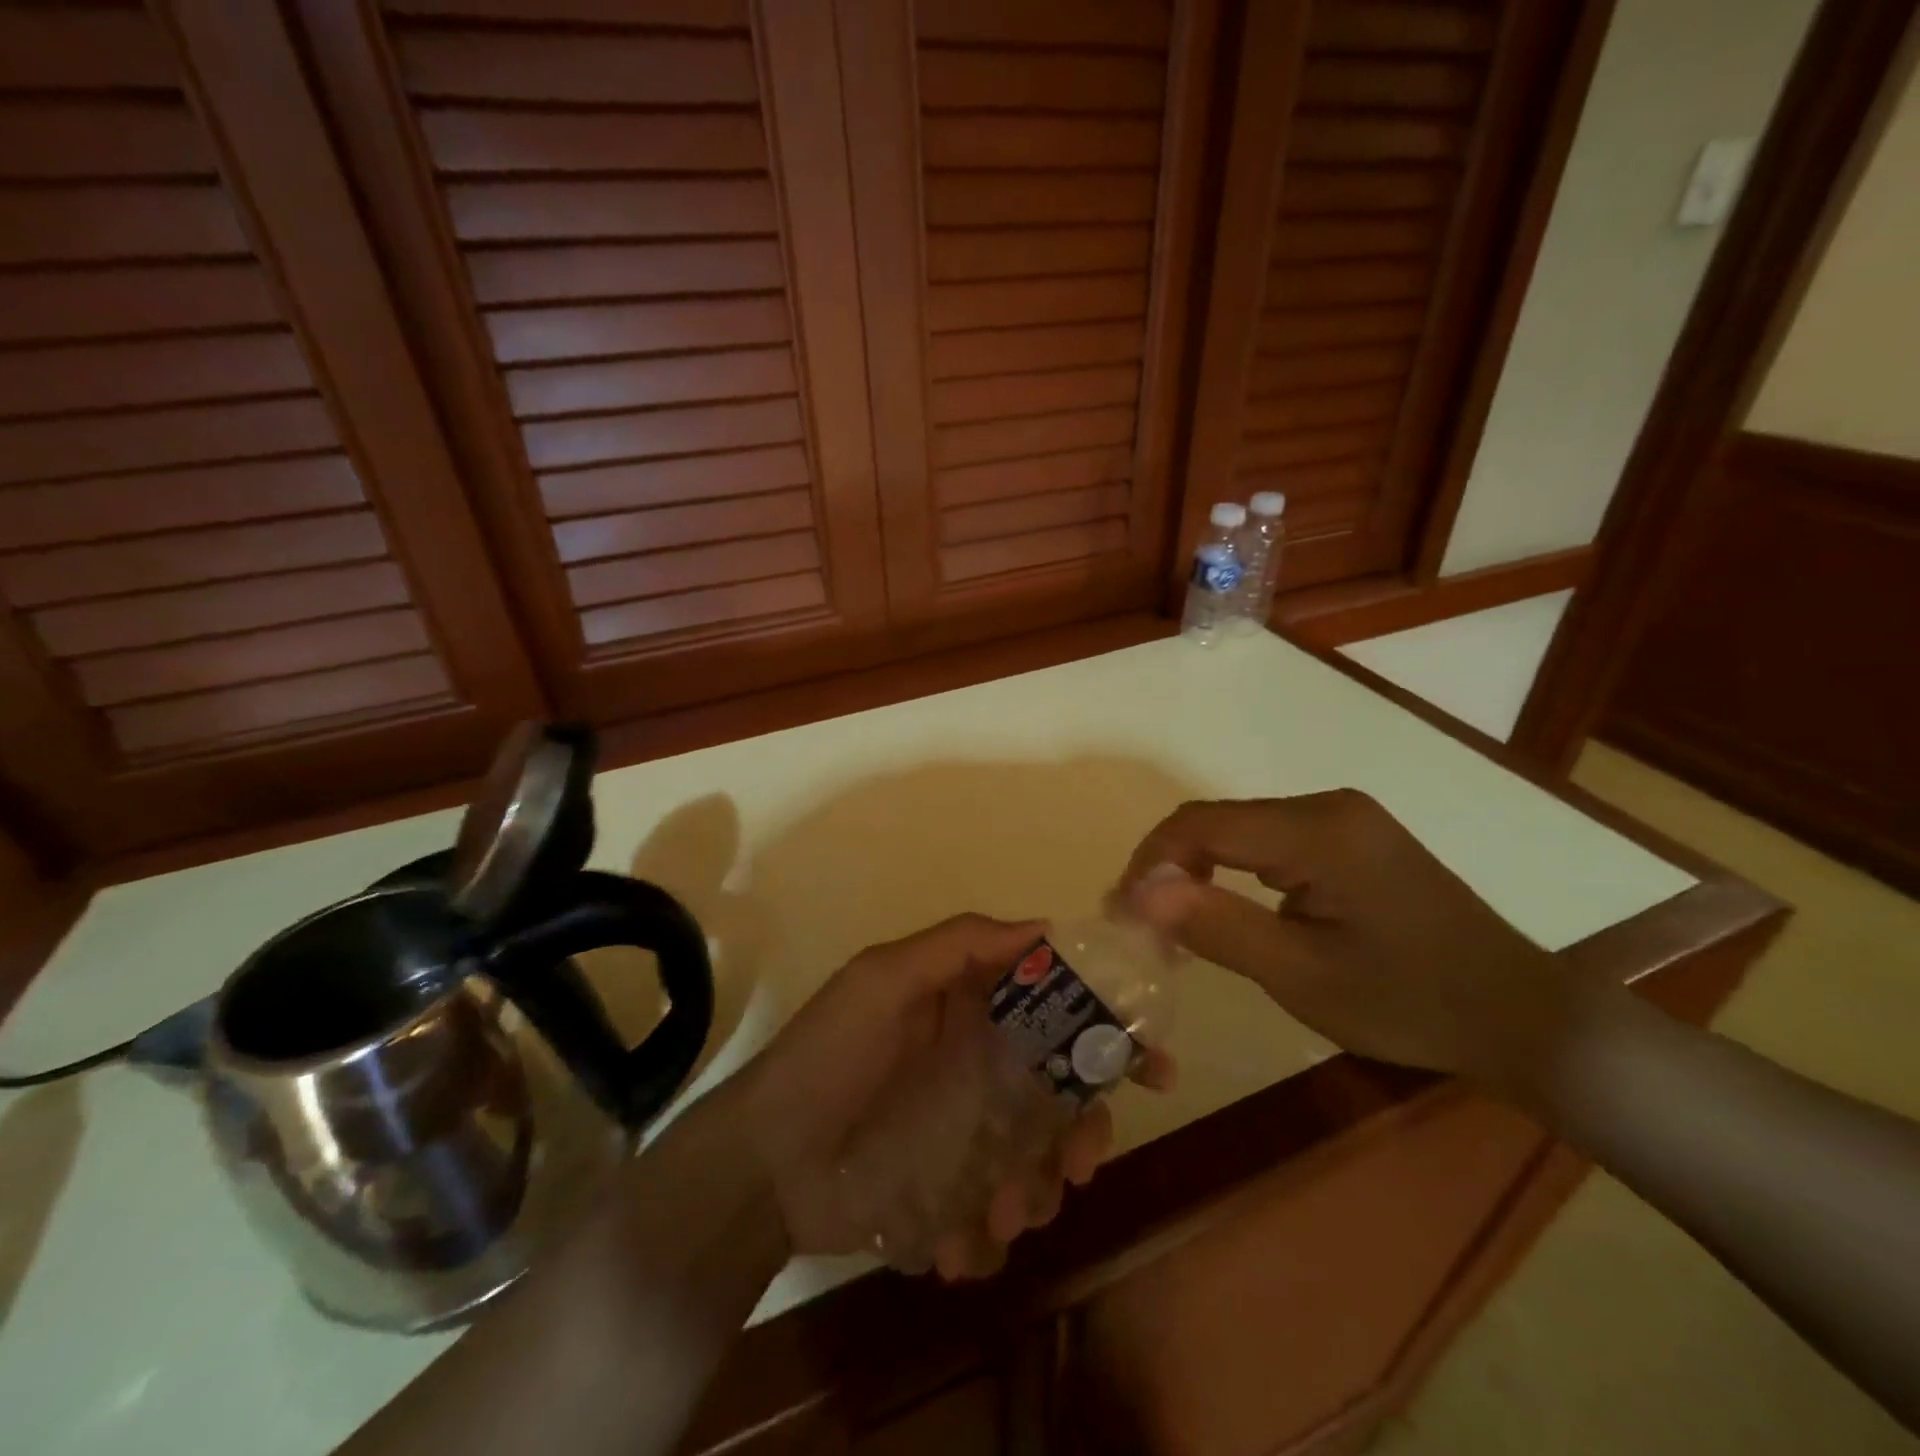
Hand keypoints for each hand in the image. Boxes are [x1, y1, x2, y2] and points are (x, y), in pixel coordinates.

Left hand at [727, 915, 1167, 1280]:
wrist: (762, 1163)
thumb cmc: (828, 1056)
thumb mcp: (884, 980)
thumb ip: (959, 945)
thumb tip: (1047, 925)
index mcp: (973, 1011)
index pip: (1057, 1009)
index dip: (1108, 1033)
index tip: (1151, 1068)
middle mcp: (981, 1067)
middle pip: (1063, 1093)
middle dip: (1084, 1130)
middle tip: (1078, 1164)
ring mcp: (969, 1135)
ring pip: (1040, 1160)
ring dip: (1038, 1191)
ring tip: (1003, 1215)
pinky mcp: (951, 1195)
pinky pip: (996, 1216)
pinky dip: (990, 1235)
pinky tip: (958, 1245)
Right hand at [1119, 791, 1583, 1093]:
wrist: (1522, 1016)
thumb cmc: (1411, 1003)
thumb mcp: (1302, 976)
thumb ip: (1217, 926)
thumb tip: (1138, 891)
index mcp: (1316, 830)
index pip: (1201, 825)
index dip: (1149, 861)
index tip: (1121, 913)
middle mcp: (1327, 806)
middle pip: (1218, 822)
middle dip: (1169, 868)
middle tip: (1143, 925)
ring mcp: (1343, 819)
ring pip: (1241, 831)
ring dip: (1199, 871)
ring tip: (1175, 923)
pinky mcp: (1352, 838)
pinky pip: (1271, 843)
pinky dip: (1235, 873)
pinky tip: (1229, 911)